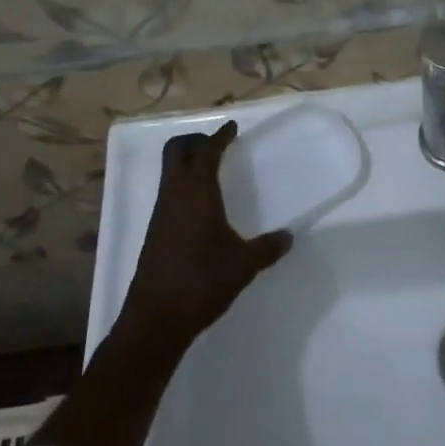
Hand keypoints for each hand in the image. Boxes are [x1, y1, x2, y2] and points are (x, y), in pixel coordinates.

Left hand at [118, 122, 292, 348]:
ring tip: (213, 172)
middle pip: (177, 149)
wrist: (155, 319)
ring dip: (188, 162)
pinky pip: (168, 192)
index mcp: (196, 190)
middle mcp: (174, 193)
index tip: (232, 127)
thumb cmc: (201, 281)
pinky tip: (201, 206)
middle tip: (218, 146)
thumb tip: (289, 237)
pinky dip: (183, 184)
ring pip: (169, 170)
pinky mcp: (155, 231)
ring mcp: (161, 212)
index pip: (207, 150)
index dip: (220, 136)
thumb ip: (267, 248)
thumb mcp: (243, 265)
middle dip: (196, 140)